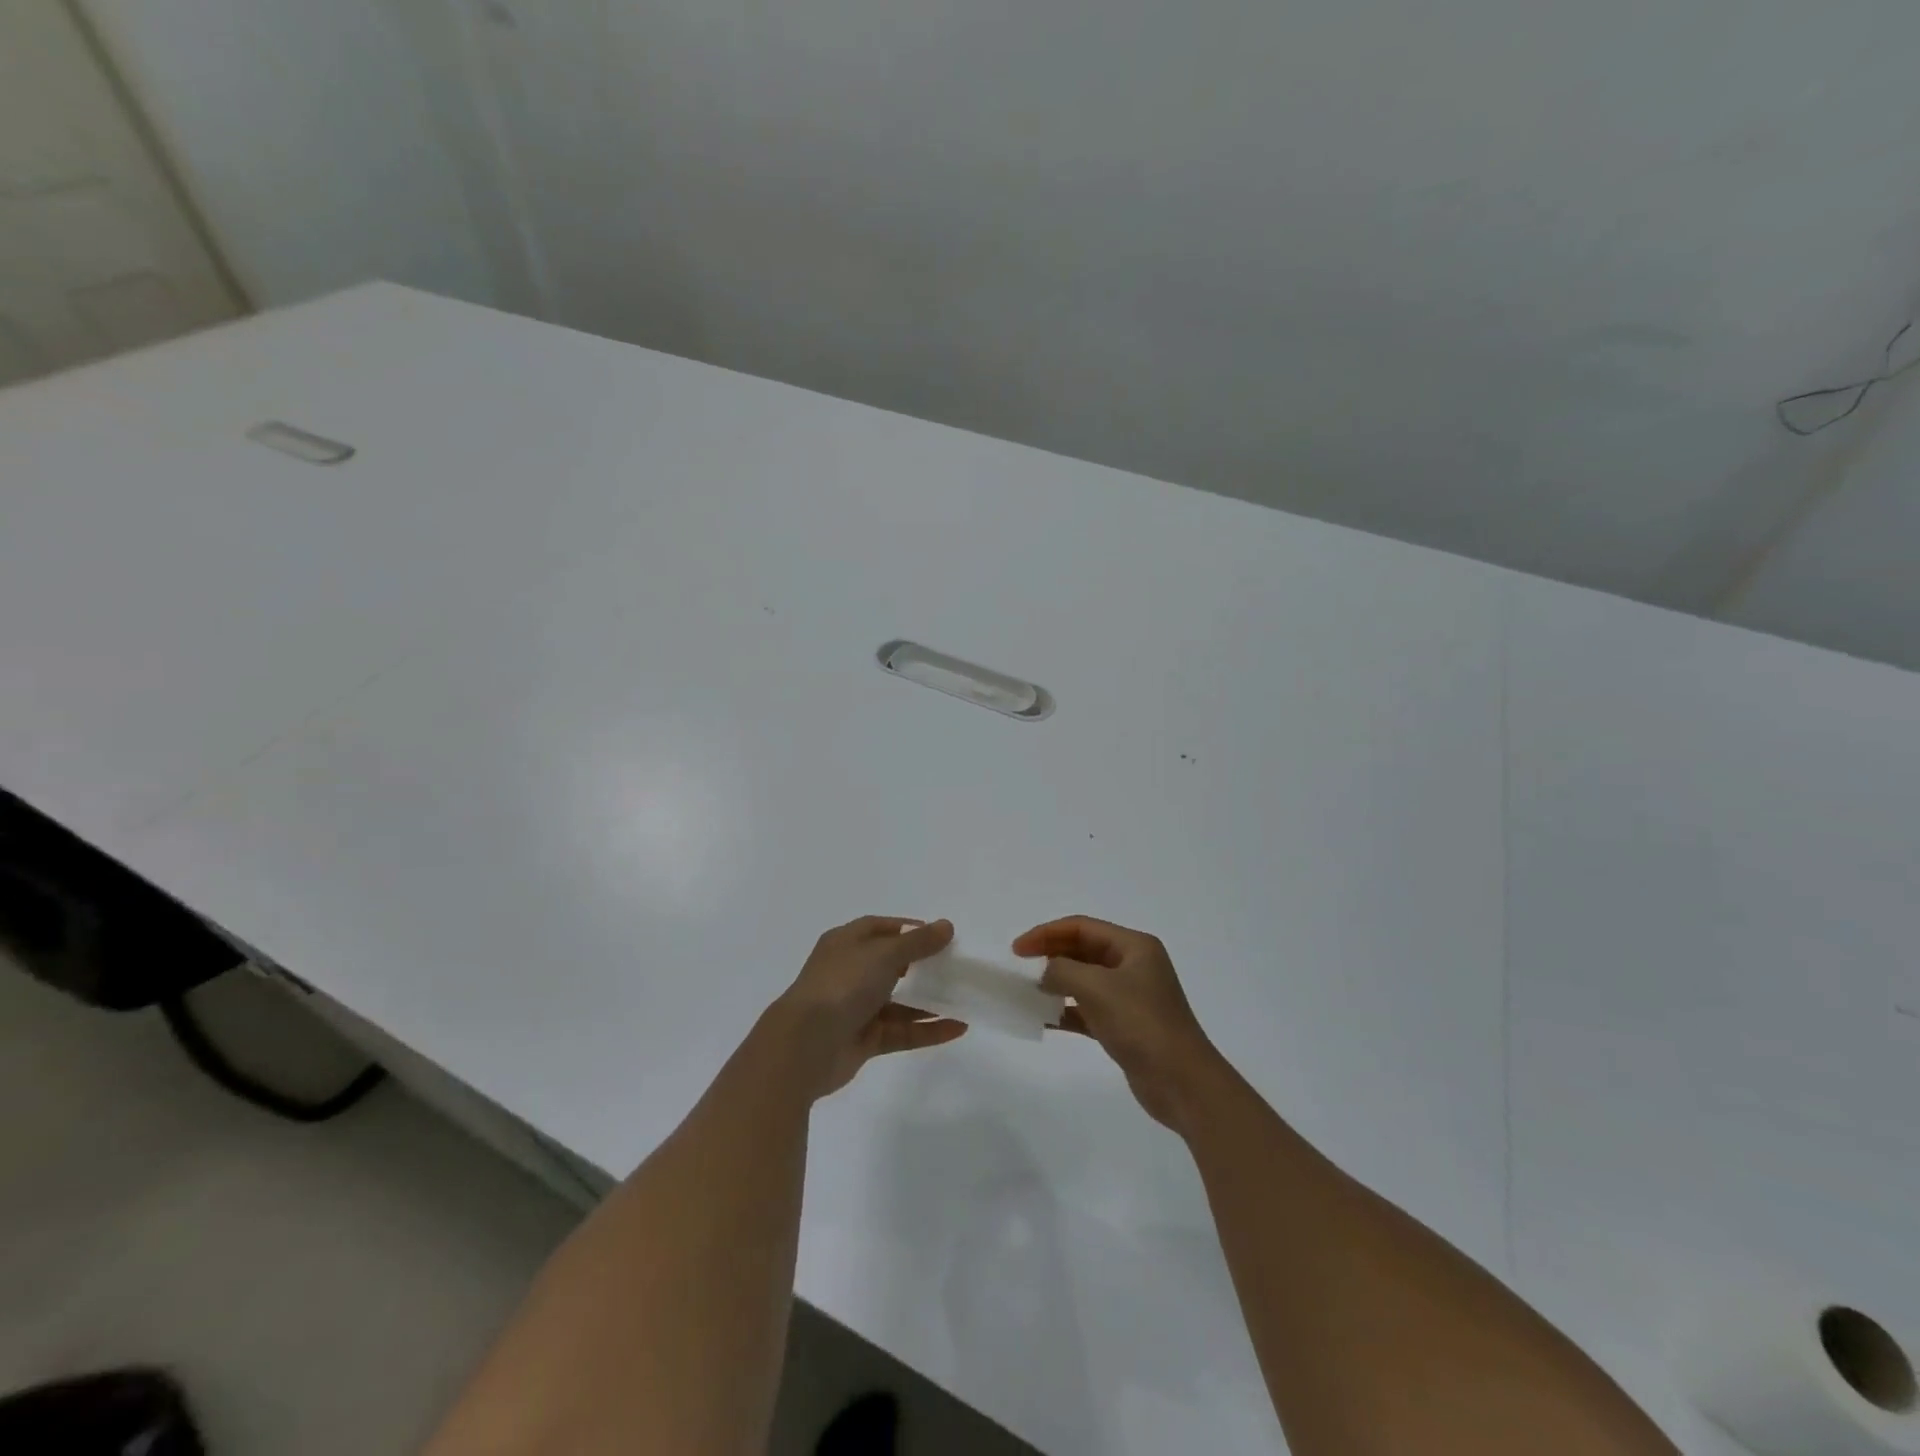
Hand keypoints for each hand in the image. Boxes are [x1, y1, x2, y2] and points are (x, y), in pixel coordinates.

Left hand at [770, 916, 966, 1098]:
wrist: (804, 1045)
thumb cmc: (842, 985)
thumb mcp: (884, 954)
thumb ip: (918, 942)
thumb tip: (946, 926)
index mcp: (845, 943)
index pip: (879, 929)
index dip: (908, 929)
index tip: (939, 935)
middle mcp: (849, 973)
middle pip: (891, 964)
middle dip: (922, 966)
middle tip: (955, 967)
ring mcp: (856, 1008)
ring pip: (899, 1001)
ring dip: (929, 1001)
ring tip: (964, 999)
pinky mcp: (864, 1040)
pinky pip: (901, 1031)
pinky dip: (927, 1029)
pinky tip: (958, 1028)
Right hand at [1013, 916, 1228, 1132]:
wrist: (1182, 1083)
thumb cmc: (1142, 1024)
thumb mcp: (1097, 988)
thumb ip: (1063, 971)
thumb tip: (1045, 973)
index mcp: (1134, 947)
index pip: (1082, 927)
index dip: (1047, 933)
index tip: (1018, 949)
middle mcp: (1133, 966)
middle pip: (1083, 950)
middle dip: (1051, 955)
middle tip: (1020, 967)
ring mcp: (1130, 997)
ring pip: (1084, 980)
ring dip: (1056, 983)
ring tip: (1028, 992)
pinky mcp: (1125, 1026)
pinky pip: (1088, 1009)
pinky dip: (1066, 1011)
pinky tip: (1044, 1019)